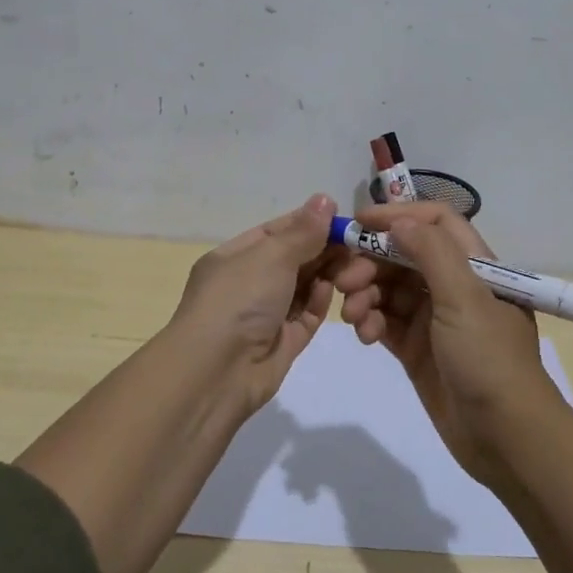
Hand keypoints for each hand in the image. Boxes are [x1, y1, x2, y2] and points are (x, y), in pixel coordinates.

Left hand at [169, 194, 339, 410]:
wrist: (216, 373)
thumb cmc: (237, 300)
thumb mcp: (270, 256)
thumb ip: (303, 231)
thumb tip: (324, 200)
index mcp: (233, 257)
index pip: (275, 232)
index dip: (307, 223)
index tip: (340, 218)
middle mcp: (247, 284)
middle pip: (292, 259)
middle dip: (322, 249)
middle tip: (355, 242)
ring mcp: (264, 315)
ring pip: (302, 287)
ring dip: (325, 274)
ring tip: (352, 265)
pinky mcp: (282, 343)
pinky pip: (305, 316)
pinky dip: (319, 302)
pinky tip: (333, 290)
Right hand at [332, 202, 568, 483]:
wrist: (505, 438)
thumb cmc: (489, 359)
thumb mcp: (465, 299)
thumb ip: (431, 253)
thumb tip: (398, 221)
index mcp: (475, 266)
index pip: (436, 222)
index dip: (398, 216)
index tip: (359, 224)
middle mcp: (454, 286)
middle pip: (404, 256)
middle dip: (371, 262)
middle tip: (344, 281)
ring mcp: (434, 319)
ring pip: (389, 289)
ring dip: (366, 295)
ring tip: (354, 316)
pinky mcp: (418, 349)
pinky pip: (386, 322)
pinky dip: (371, 323)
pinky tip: (364, 336)